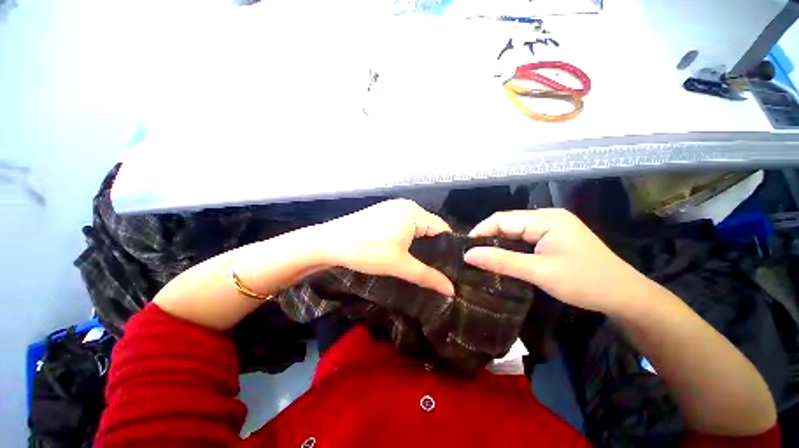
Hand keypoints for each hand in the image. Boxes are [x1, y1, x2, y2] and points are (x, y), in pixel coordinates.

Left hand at [316, 199, 454, 296]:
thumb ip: (427, 276)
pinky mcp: (382, 214)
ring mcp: (392, 208)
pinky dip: (407, 239)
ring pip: (415, 227)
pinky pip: (403, 226)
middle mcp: (406, 206)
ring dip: (419, 245)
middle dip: (434, 248)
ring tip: (423, 265)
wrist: (328, 243)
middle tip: (438, 270)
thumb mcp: (399, 265)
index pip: (443, 228)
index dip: (449, 248)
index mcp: (414, 212)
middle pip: (430, 228)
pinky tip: (404, 253)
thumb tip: (451, 291)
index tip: (452, 268)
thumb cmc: (367, 251)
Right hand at [463, 208, 651, 313]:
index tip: (465, 249)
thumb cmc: (585, 282)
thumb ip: (502, 261)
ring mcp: (551, 227)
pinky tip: (502, 259)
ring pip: (514, 232)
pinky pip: (524, 239)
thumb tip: (468, 255)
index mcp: (545, 218)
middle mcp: (547, 217)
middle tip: (471, 256)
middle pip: (507, 223)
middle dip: (488, 238)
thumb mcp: (539, 272)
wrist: (626, 297)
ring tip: (482, 258)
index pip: (502, 219)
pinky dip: (510, 248)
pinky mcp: (553, 238)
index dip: (480, 231)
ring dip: (498, 244)